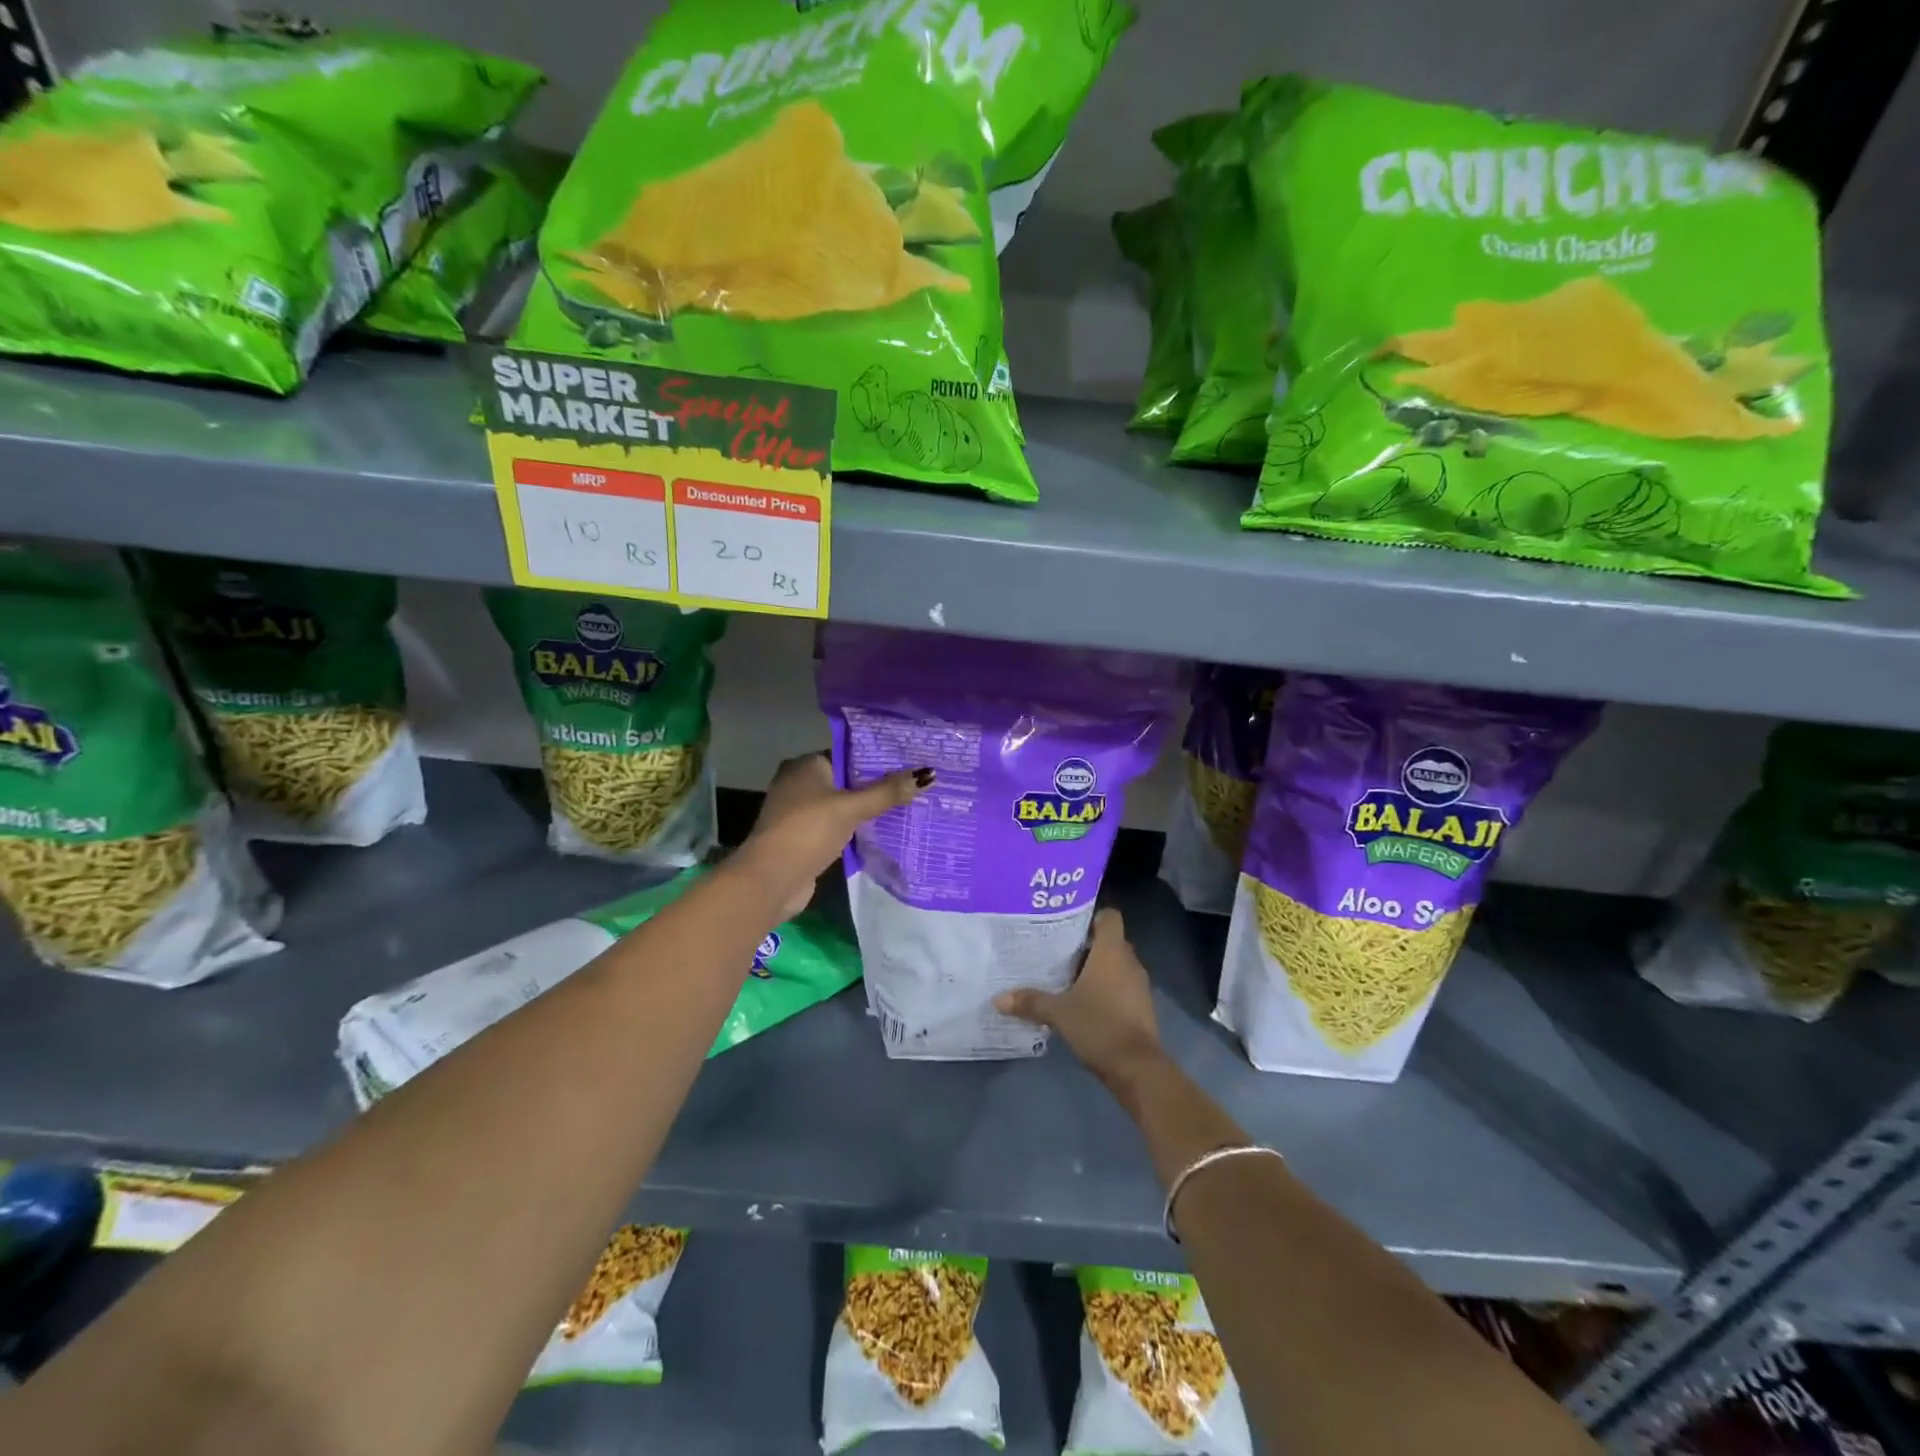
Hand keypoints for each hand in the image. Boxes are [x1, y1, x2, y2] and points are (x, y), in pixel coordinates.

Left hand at [735, 753, 929, 918]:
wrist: (771, 880)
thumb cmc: (808, 831)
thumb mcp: (851, 808)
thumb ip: (887, 792)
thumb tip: (929, 773)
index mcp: (805, 765)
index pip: (848, 754)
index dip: (878, 759)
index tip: (910, 763)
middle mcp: (799, 783)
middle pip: (847, 780)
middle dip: (877, 786)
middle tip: (915, 786)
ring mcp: (800, 813)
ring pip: (843, 806)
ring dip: (868, 810)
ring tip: (909, 807)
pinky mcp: (805, 838)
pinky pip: (838, 827)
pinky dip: (857, 829)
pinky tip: (884, 832)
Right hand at [996, 909, 1163, 1091]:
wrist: (1137, 1067)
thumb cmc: (1099, 1025)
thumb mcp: (1058, 1013)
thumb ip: (1030, 1001)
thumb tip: (998, 999)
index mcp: (1112, 951)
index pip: (1109, 917)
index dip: (1091, 916)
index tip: (1067, 924)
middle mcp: (1129, 961)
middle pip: (1109, 941)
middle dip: (1085, 944)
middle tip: (1055, 949)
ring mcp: (1138, 984)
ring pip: (1115, 964)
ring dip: (1095, 968)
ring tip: (1064, 975)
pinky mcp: (1141, 1006)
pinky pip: (1121, 985)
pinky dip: (1105, 988)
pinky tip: (1081, 1000)